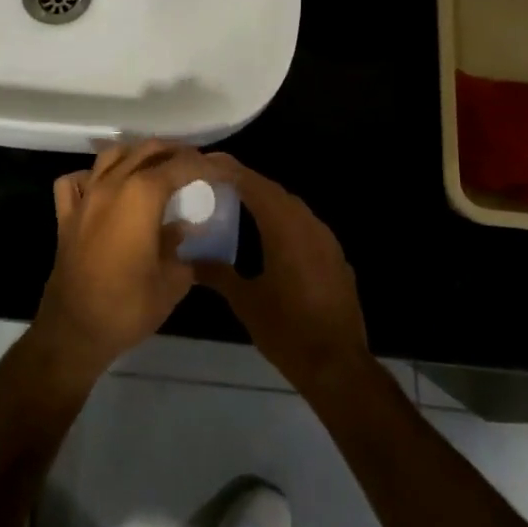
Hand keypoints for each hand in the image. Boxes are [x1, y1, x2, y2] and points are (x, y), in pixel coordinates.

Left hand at [32, 140, 227, 382]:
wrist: (74, 331)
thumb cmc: (128, 306)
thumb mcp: (172, 282)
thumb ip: (183, 248)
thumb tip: (186, 231)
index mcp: (142, 195)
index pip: (180, 166)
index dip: (204, 164)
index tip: (221, 168)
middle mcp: (112, 185)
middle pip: (145, 151)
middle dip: (173, 151)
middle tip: (194, 163)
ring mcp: (85, 198)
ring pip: (111, 156)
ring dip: (136, 155)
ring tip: (154, 166)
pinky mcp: (65, 216)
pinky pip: (75, 181)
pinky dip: (91, 176)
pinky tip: (102, 187)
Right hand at [192, 160, 370, 394]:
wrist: (338, 364)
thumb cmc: (287, 330)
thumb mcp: (245, 302)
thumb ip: (217, 274)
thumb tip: (189, 258)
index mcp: (285, 227)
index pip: (254, 185)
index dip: (230, 170)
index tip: (207, 162)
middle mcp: (308, 224)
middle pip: (274, 191)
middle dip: (246, 182)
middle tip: (217, 181)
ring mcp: (326, 240)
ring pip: (292, 207)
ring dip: (266, 200)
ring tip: (237, 202)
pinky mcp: (335, 257)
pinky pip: (305, 226)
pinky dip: (283, 220)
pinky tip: (268, 235)